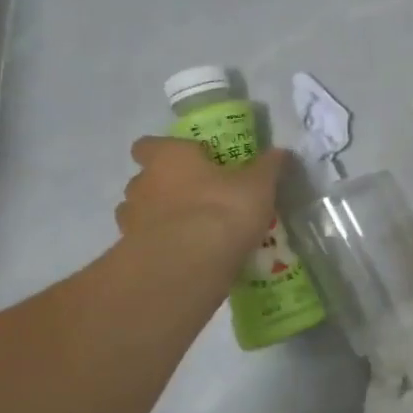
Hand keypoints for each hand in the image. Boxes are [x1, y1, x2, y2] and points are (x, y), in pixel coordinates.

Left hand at [116, 137, 284, 255]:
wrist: (188, 266)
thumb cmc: (222, 210)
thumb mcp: (258, 186)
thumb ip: (267, 167)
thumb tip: (281, 151)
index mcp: (168, 158)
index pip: (148, 145)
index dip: (163, 151)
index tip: (188, 161)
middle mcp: (142, 184)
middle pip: (144, 180)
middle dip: (164, 188)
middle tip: (196, 199)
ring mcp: (131, 222)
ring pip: (139, 214)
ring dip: (158, 220)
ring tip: (190, 233)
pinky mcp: (132, 255)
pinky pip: (144, 246)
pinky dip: (160, 249)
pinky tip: (186, 259)